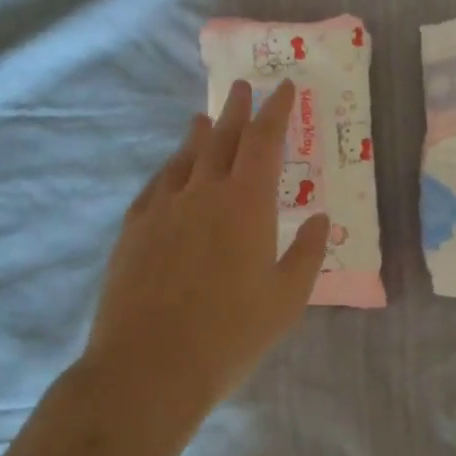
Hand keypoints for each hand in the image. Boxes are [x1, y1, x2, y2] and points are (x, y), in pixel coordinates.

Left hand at [81, 79, 328, 425]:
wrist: (149, 368)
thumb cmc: (231, 335)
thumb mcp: (287, 299)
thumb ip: (307, 253)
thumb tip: (321, 219)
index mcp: (247, 204)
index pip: (264, 141)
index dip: (276, 111)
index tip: (284, 89)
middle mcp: (203, 193)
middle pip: (221, 138)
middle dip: (236, 110)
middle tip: (243, 87)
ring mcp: (163, 209)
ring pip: (184, 158)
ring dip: (199, 134)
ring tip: (204, 118)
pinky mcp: (133, 231)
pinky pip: (156, 185)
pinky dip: (169, 168)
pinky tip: (170, 170)